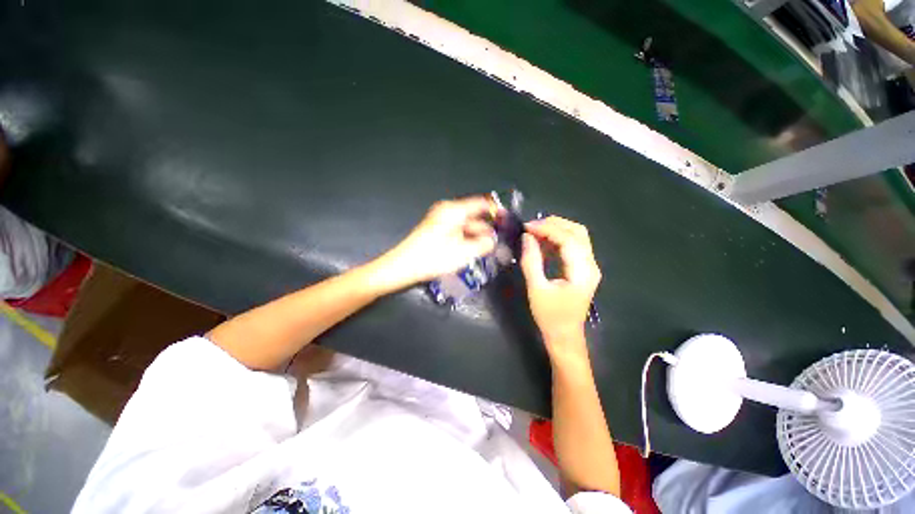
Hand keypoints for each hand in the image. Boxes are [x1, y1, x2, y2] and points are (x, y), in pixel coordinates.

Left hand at [377, 196, 496, 289]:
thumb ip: (484, 245)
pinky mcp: (436, 229)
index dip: (496, 211)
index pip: (481, 203)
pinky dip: (466, 238)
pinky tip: (472, 250)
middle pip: (473, 215)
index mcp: (454, 210)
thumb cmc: (433, 258)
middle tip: (498, 241)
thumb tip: (493, 241)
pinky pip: (457, 230)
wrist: (404, 266)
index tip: (507, 220)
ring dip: (476, 236)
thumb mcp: (464, 252)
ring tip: (487, 249)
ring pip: (465, 225)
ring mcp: (440, 220)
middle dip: (486, 228)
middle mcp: (447, 211)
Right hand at [520, 216, 600, 357]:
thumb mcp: (536, 289)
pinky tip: (542, 241)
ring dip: (556, 229)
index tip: (526, 227)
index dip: (547, 228)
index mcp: (582, 271)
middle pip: (577, 232)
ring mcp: (589, 266)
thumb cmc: (550, 316)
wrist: (565, 336)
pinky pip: (573, 246)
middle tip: (530, 227)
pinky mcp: (583, 269)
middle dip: (553, 224)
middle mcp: (590, 265)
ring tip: (534, 231)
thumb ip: (531, 261)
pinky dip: (558, 239)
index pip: (568, 239)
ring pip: (577, 236)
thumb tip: (526, 237)